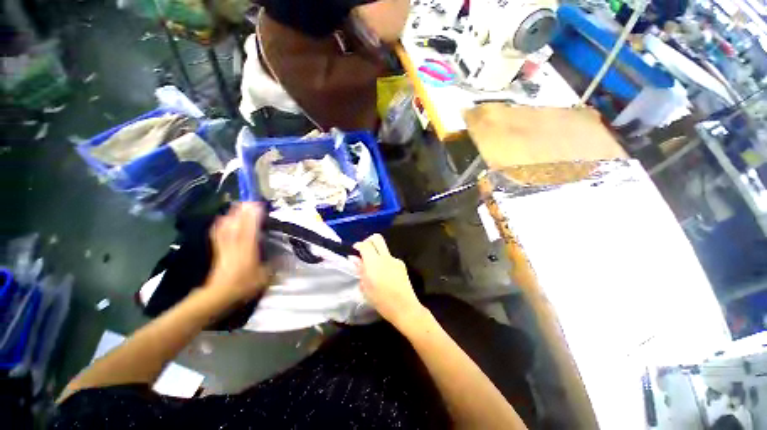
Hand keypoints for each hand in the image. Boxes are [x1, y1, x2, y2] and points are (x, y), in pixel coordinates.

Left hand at [207, 203, 270, 301]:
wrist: (219, 294)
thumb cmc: (244, 285)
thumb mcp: (265, 276)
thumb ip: (274, 264)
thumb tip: (284, 256)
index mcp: (248, 249)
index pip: (251, 229)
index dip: (254, 216)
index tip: (259, 205)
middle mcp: (235, 245)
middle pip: (238, 224)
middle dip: (243, 211)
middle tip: (249, 200)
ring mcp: (225, 246)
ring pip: (227, 226)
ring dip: (233, 215)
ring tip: (238, 205)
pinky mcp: (219, 250)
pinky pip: (218, 233)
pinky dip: (221, 224)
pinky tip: (223, 218)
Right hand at [351, 234, 424, 327]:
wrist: (404, 307)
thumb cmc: (381, 301)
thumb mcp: (365, 288)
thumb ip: (361, 270)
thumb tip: (356, 259)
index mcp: (374, 263)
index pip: (365, 245)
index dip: (358, 245)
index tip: (355, 250)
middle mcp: (385, 257)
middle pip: (377, 238)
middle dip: (368, 241)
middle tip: (364, 251)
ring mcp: (395, 260)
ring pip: (384, 249)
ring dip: (377, 253)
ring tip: (374, 268)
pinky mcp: (402, 264)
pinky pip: (390, 258)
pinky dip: (384, 261)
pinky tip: (384, 275)